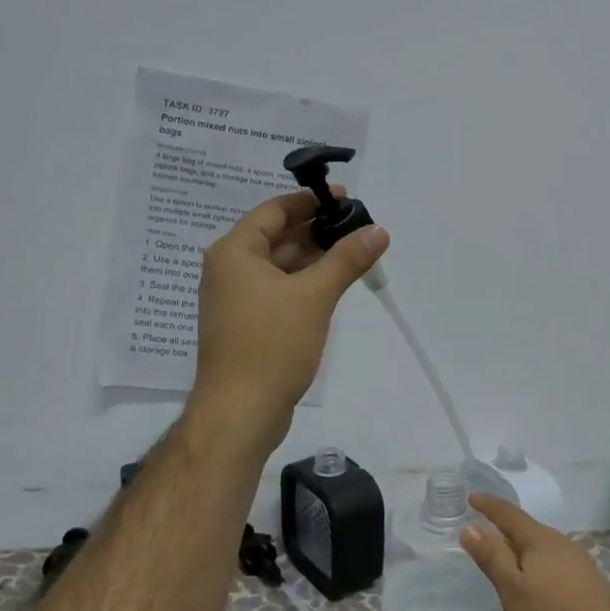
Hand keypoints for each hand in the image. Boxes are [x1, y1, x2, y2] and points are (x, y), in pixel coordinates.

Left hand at [191, 191, 388, 434]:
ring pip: (281, 266)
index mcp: (235, 252)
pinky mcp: (249, 325)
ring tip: (356, 252)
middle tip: (359, 226)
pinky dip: (306, 283)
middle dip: (318, 230)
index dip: (310, 201)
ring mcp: (238, 299)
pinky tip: (335, 285)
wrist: (240, 413)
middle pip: (278, 237)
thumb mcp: (314, 296)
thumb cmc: (271, 345)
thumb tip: (378, 230)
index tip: (345, 198)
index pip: (274, 210)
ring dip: (315, 258)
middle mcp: (230, 270)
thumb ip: (347, 259)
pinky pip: (280, 290)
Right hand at [461, 494, 609, 610]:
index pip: (508, 514)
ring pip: (541, 569)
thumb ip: (491, 558)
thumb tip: (469, 527)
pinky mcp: (589, 592)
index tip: (471, 498)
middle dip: (505, 548)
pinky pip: (555, 593)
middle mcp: (562, 546)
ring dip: (524, 583)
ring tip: (511, 610)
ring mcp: (579, 568)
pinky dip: (542, 608)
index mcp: (540, 540)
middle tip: (484, 556)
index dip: (488, 505)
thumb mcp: (513, 589)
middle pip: (526, 539)